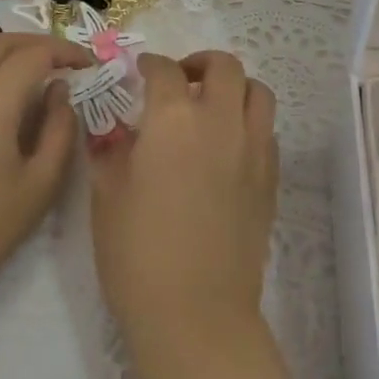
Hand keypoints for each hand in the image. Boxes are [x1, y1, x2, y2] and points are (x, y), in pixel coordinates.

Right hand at [90, 51, 308, 378]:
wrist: (196, 314)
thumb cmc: (137, 254)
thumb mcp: (107, 196)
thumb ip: (111, 150)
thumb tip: (114, 130)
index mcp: (174, 119)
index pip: (164, 71)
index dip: (149, 65)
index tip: (140, 73)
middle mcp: (220, 121)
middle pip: (224, 66)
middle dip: (200, 63)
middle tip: (180, 81)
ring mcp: (253, 148)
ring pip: (257, 92)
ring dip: (234, 88)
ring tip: (211, 106)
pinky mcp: (270, 178)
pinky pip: (267, 130)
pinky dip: (249, 122)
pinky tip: (227, 146)